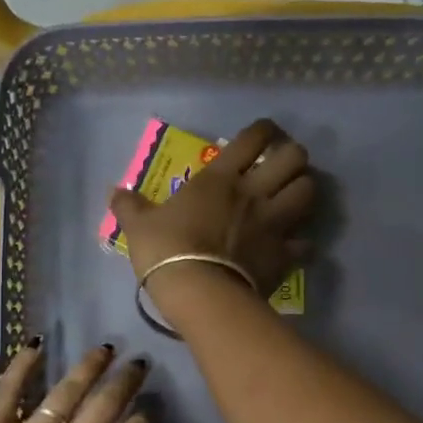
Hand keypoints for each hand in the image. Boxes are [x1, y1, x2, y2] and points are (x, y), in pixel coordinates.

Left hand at [0, 341, 168, 422]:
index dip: (141, 422)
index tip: (150, 407)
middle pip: (101, 410)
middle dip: (124, 383)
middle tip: (139, 361)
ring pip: (63, 394)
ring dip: (87, 368)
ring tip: (103, 348)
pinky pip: (8, 390)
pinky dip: (22, 365)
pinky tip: (35, 344)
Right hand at [107, 118, 315, 302]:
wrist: (198, 293)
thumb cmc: (166, 250)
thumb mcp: (138, 225)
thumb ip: (128, 205)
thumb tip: (113, 192)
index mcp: (220, 178)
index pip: (253, 138)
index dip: (264, 129)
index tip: (263, 133)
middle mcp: (254, 193)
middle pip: (294, 158)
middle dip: (293, 156)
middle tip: (281, 166)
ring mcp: (274, 224)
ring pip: (309, 192)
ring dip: (304, 190)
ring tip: (292, 197)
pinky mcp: (284, 255)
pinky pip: (305, 243)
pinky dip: (302, 242)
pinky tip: (292, 245)